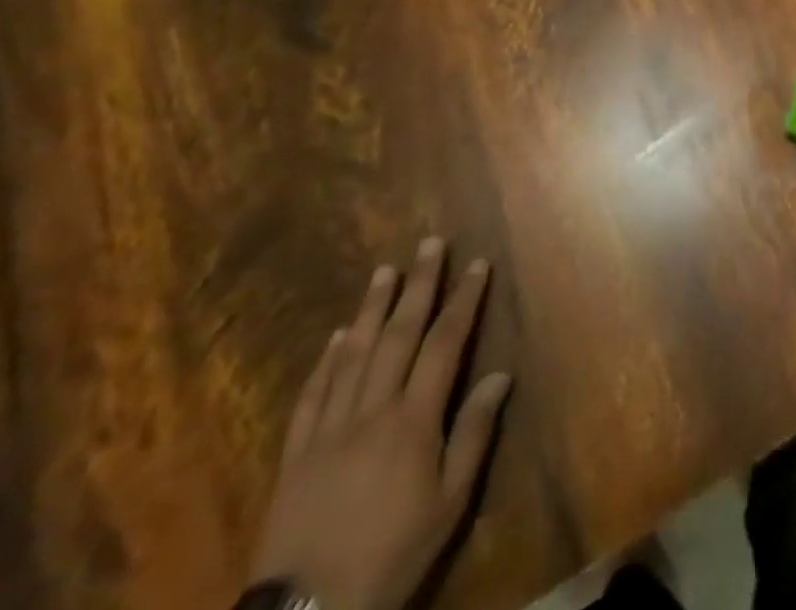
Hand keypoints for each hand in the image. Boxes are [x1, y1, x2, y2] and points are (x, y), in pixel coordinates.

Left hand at [249, 239, 511, 609]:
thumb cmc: (392, 553)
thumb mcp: (449, 503)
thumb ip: (473, 434)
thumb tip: (500, 375)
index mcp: (413, 419)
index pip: (445, 343)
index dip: (462, 300)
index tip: (476, 264)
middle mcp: (371, 410)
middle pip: (398, 335)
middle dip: (417, 285)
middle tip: (428, 243)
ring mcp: (328, 430)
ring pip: (352, 355)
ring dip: (370, 309)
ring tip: (384, 271)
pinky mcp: (295, 454)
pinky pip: (311, 396)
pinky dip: (325, 361)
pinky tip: (335, 337)